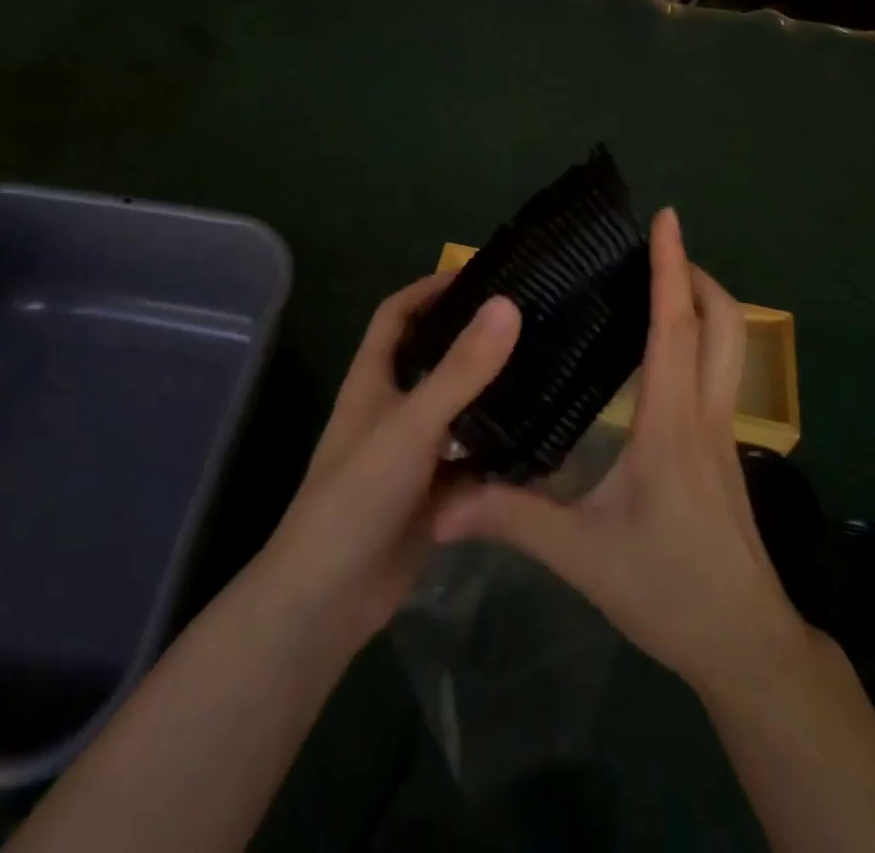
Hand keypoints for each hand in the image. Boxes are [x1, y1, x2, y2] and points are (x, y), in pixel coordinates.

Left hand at [261, 275, 520, 646]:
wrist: (329, 601)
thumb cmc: (359, 496)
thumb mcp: (413, 424)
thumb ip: (461, 369)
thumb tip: (507, 304)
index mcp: (373, 380)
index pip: (397, 314)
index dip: (430, 288)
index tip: (480, 275)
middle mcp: (391, 409)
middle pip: (433, 358)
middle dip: (473, 338)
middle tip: (529, 321)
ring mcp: (412, 453)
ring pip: (458, 410)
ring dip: (492, 395)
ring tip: (545, 373)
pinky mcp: (432, 493)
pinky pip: (472, 460)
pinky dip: (499, 452)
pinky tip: (541, 444)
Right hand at [433, 208, 807, 694]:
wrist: (744, 644)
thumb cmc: (667, 589)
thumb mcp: (580, 555)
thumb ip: (510, 517)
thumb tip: (441, 501)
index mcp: (671, 422)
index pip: (676, 326)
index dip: (672, 267)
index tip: (666, 218)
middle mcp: (705, 414)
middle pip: (722, 323)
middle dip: (696, 274)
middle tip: (656, 250)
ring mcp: (724, 432)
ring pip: (729, 347)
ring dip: (702, 305)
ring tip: (655, 288)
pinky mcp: (725, 451)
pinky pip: (719, 374)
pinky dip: (698, 341)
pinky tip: (658, 357)